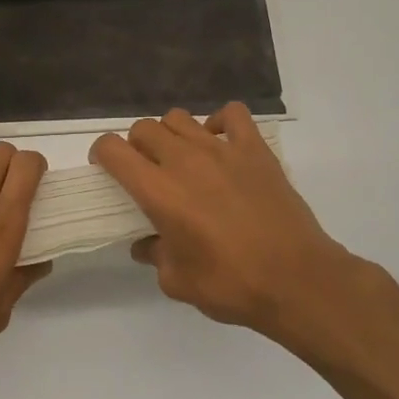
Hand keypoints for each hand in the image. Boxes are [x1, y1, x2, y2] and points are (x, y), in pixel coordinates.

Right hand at [91, 104, 366, 348]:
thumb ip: (155, 256)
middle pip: (144, 128)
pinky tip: (221, 143)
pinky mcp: (255, 149)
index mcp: (158, 191)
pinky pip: (232, 114)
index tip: (107, 169)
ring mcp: (222, 149)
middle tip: (146, 172)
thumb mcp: (177, 282)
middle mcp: (184, 161)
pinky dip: (220, 122)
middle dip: (136, 146)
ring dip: (172, 134)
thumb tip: (146, 244)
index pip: (113, 149)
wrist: (296, 280)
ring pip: (180, 118)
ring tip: (182, 159)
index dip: (102, 153)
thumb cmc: (231, 285)